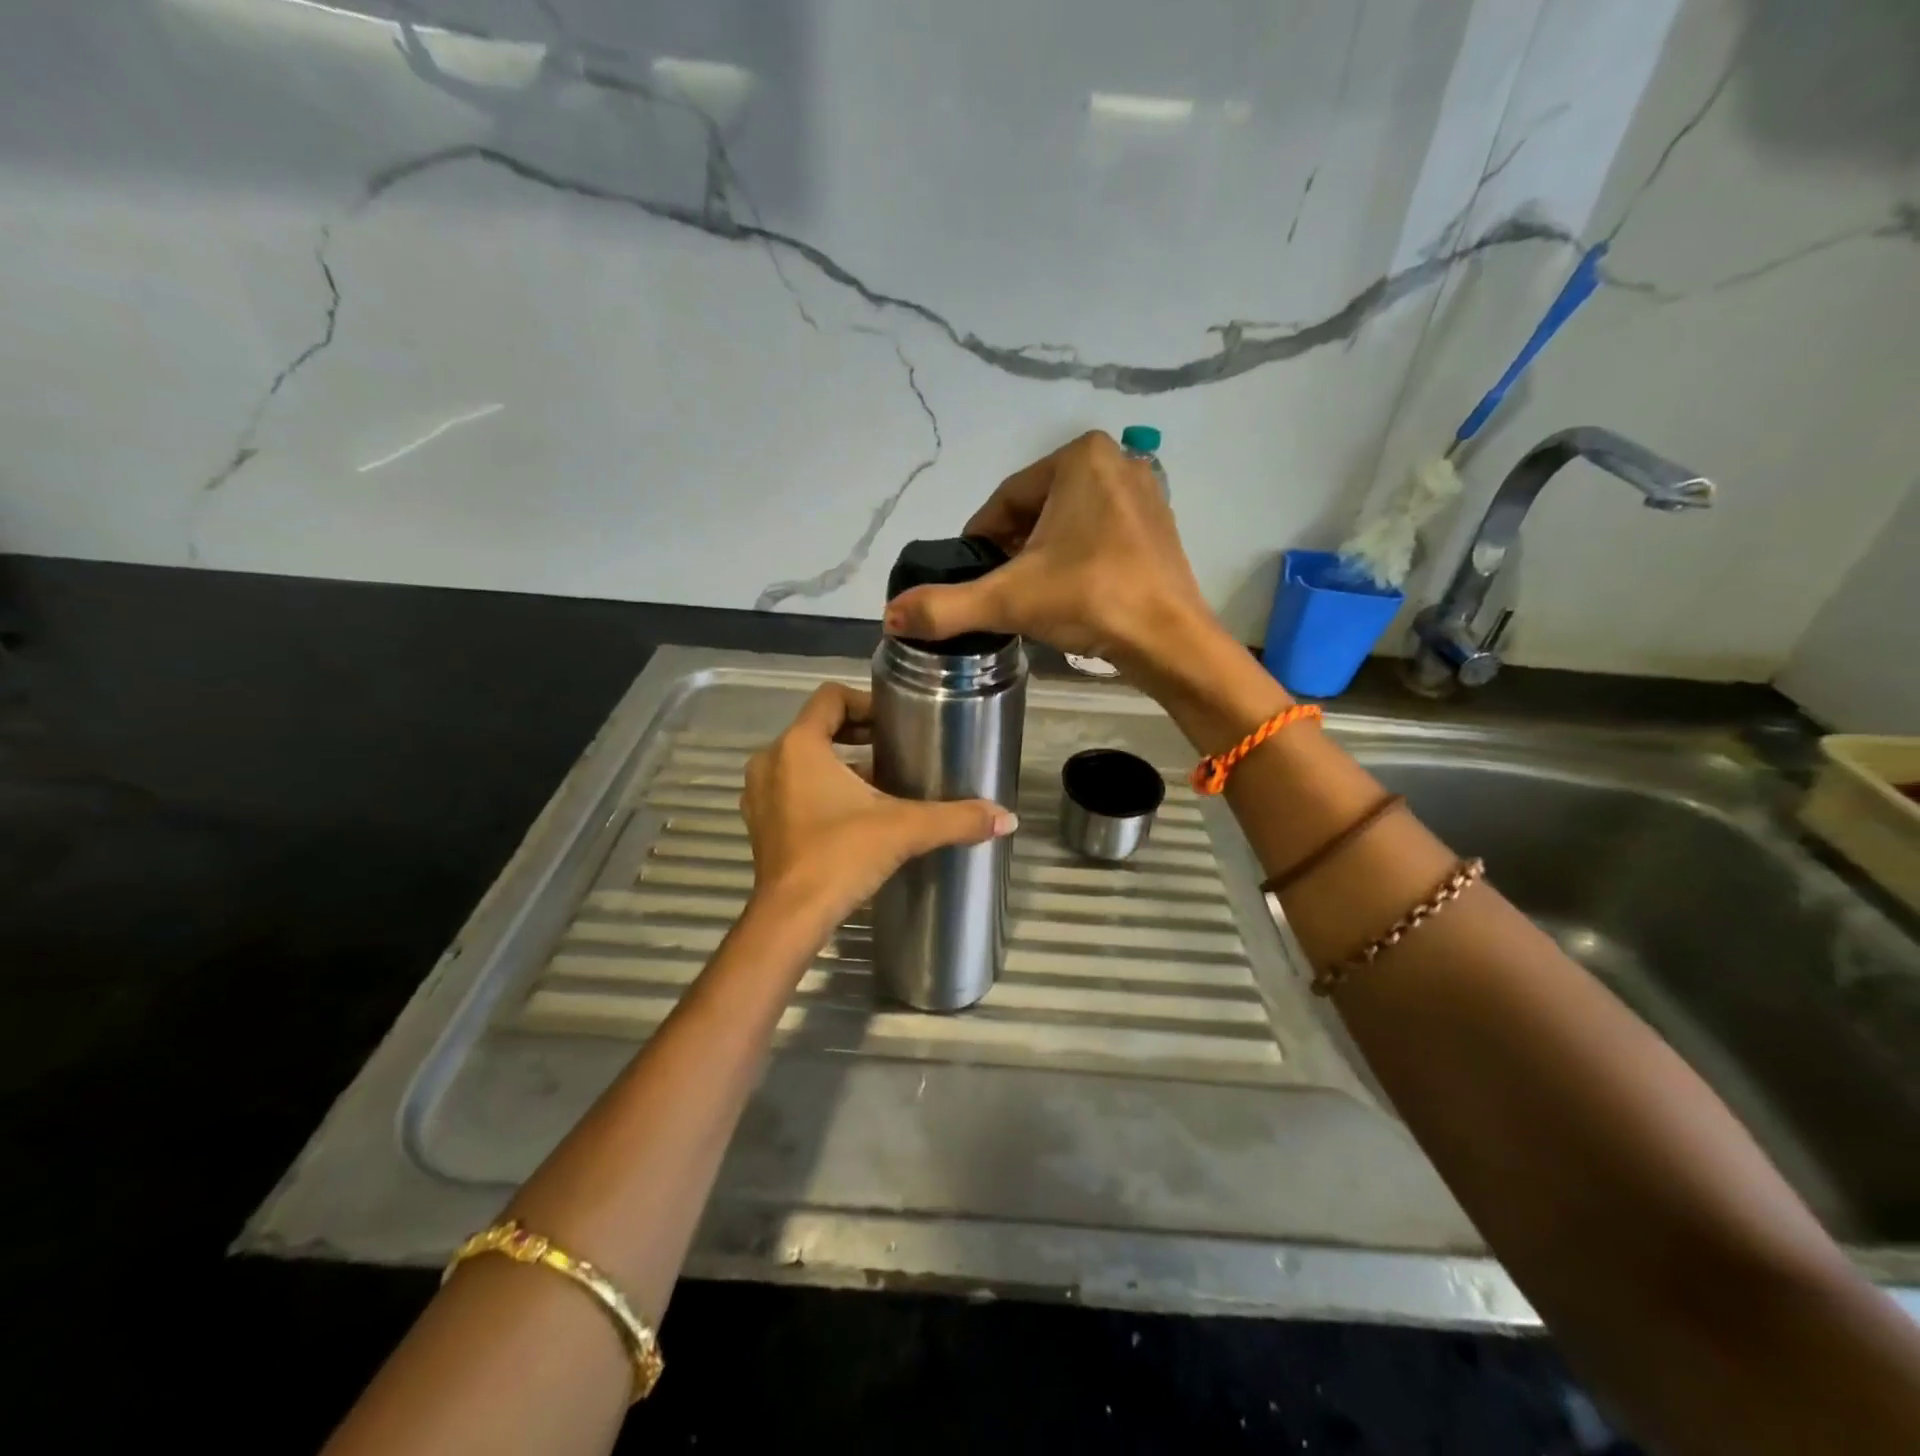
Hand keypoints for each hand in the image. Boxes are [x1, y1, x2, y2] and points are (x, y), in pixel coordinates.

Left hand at [741, 683, 1016, 928]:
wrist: (791, 918)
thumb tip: (1008, 818)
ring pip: (804, 761)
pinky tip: (854, 815)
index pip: (830, 698)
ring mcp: (761, 794)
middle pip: (818, 728)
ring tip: (882, 783)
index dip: (865, 703)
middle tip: (897, 749)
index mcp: (799, 745)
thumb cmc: (841, 856)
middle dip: (858, 736)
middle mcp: (772, 761)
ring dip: (840, 765)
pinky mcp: (762, 824)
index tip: (896, 722)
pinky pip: (793, 788)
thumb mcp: (905, 829)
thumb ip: (956, 818)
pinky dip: (820, 790)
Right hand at [881, 431, 1215, 676]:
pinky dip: (1077, 560)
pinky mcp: (1159, 526)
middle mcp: (1116, 461)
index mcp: (1079, 457)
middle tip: (1002, 593)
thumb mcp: (1009, 600)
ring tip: (1034, 599)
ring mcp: (1144, 493)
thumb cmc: (1090, 600)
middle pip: (1036, 511)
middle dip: (1013, 551)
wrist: (1170, 639)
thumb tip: (891, 617)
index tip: (970, 577)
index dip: (980, 541)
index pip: (1005, 501)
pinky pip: (1099, 535)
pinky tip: (1071, 594)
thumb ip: (946, 607)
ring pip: (1067, 524)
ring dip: (1043, 557)